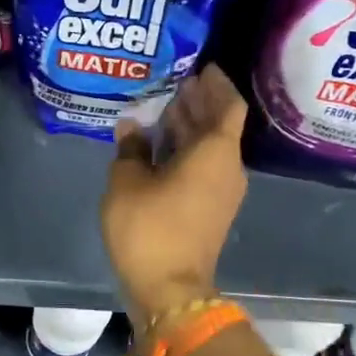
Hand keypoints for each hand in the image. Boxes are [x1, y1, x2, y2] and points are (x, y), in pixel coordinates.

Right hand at [100, 66, 248, 338]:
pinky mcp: (209, 209)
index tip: (200, 66)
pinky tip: (159, 143)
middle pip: (219, 125)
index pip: (228, 106)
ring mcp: (221, 191)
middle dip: (199, 102)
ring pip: (210, 147)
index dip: (216, 84)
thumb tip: (132, 127)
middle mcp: (226, 168)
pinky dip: (186, 149)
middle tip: (174, 80)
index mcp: (215, 154)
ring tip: (163, 106)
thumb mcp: (127, 182)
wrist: (169, 289)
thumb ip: (130, 149)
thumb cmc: (149, 228)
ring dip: (190, 126)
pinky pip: (203, 166)